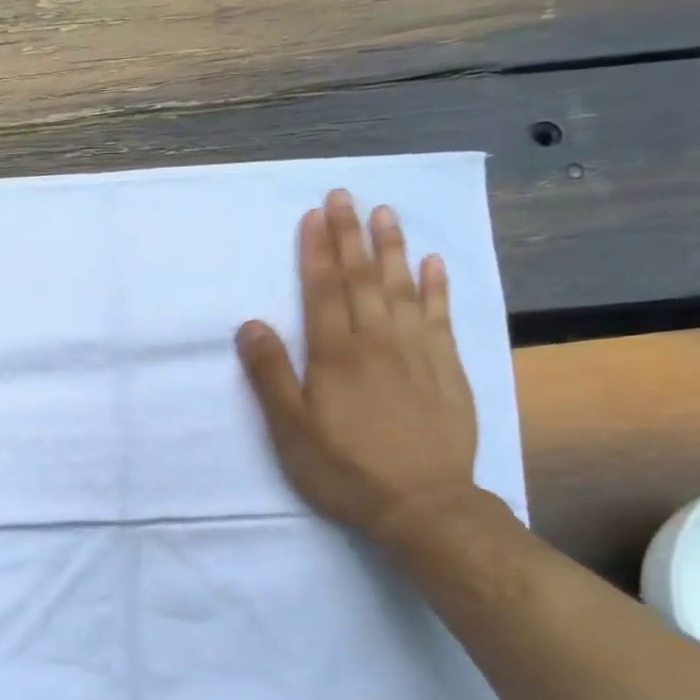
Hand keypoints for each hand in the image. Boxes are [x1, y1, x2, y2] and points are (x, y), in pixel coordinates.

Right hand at [236, 191, 478, 540]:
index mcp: (336, 354)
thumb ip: (271, 375)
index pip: (324, 290)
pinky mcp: (448, 367)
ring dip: (392, 247)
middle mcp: (377, 340)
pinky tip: (434, 263)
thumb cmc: (346, 469)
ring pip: (402, 287)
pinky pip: (442, 314)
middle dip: (350, 235)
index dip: (318, 251)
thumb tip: (251, 325)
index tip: (314, 216)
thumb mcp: (291, 431)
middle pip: (362, 278)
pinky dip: (437, 286)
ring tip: (385, 213)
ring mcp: (418, 350)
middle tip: (344, 195)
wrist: (422, 503)